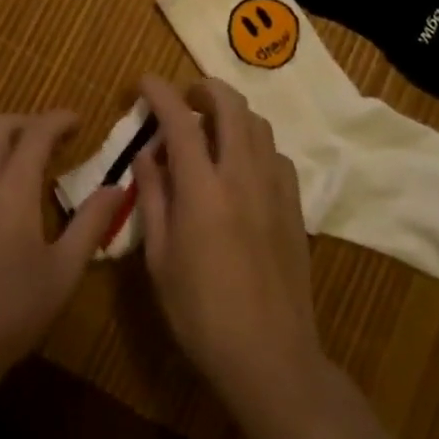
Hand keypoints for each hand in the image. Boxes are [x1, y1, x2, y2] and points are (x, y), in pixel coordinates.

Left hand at [0, 111, 125, 421]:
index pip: (36, 133)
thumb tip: (118, 187)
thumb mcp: (64, 272)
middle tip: (54, 139)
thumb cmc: (13, 312)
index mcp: (11, 189)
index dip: (59, 119)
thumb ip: (91, 223)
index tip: (79, 121)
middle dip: (27, 121)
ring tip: (27, 163)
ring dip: (2, 140)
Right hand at [133, 75, 327, 424]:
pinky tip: (240, 168)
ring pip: (257, 125)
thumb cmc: (201, 313)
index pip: (180, 120)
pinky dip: (254, 144)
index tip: (144, 82)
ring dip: (231, 114)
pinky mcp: (295, 206)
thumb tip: (146, 154)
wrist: (270, 356)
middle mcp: (242, 175)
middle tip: (184, 99)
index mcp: (203, 189)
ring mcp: (275, 188)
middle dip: (204, 89)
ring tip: (210, 131)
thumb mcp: (159, 258)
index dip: (160, 92)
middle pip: (230, 105)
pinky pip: (275, 154)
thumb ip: (153, 197)